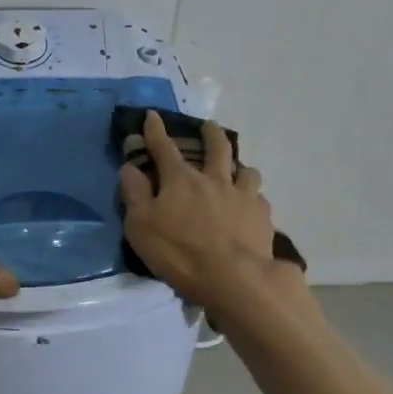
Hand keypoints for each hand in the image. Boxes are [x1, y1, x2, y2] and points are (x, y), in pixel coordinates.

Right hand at [119, 109, 288, 310]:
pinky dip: (253, 198)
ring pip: (245, 171)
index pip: (164, 148)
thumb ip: (135, 194)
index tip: (152, 115)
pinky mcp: (262, 217)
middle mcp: (214, 180)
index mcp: (181, 180)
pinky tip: (252, 206)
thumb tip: (130, 167)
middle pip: (216, 148)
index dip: (155, 131)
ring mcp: (243, 197)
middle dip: (210, 133)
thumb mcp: (141, 225)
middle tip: (209, 126)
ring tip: (237, 169)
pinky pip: (259, 199)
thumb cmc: (180, 252)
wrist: (234, 278)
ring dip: (239, 166)